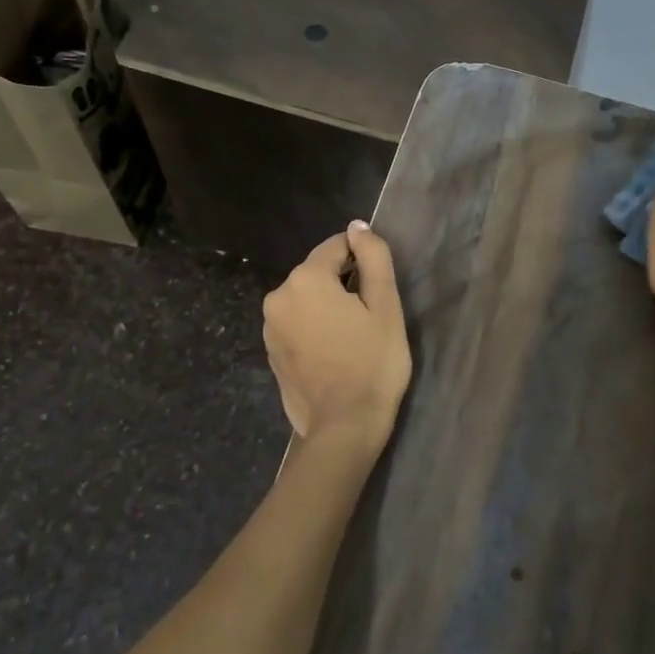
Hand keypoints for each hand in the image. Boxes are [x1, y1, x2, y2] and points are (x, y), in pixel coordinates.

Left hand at [263, 222, 412, 459]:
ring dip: (328, 307)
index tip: (378, 289)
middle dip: (343, 284)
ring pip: (307, 299)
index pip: (337, 247)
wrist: (344, 426)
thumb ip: (373, 258)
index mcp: (305, 279)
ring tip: (353, 337)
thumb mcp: (385, 306)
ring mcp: (270, 326)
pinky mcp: (270, 351)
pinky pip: (297, 324)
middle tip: (369, 317)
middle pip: (318, 273)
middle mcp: (279, 296)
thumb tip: (358, 227)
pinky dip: (314, 328)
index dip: (362, 261)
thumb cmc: (373, 363)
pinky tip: (335, 352)